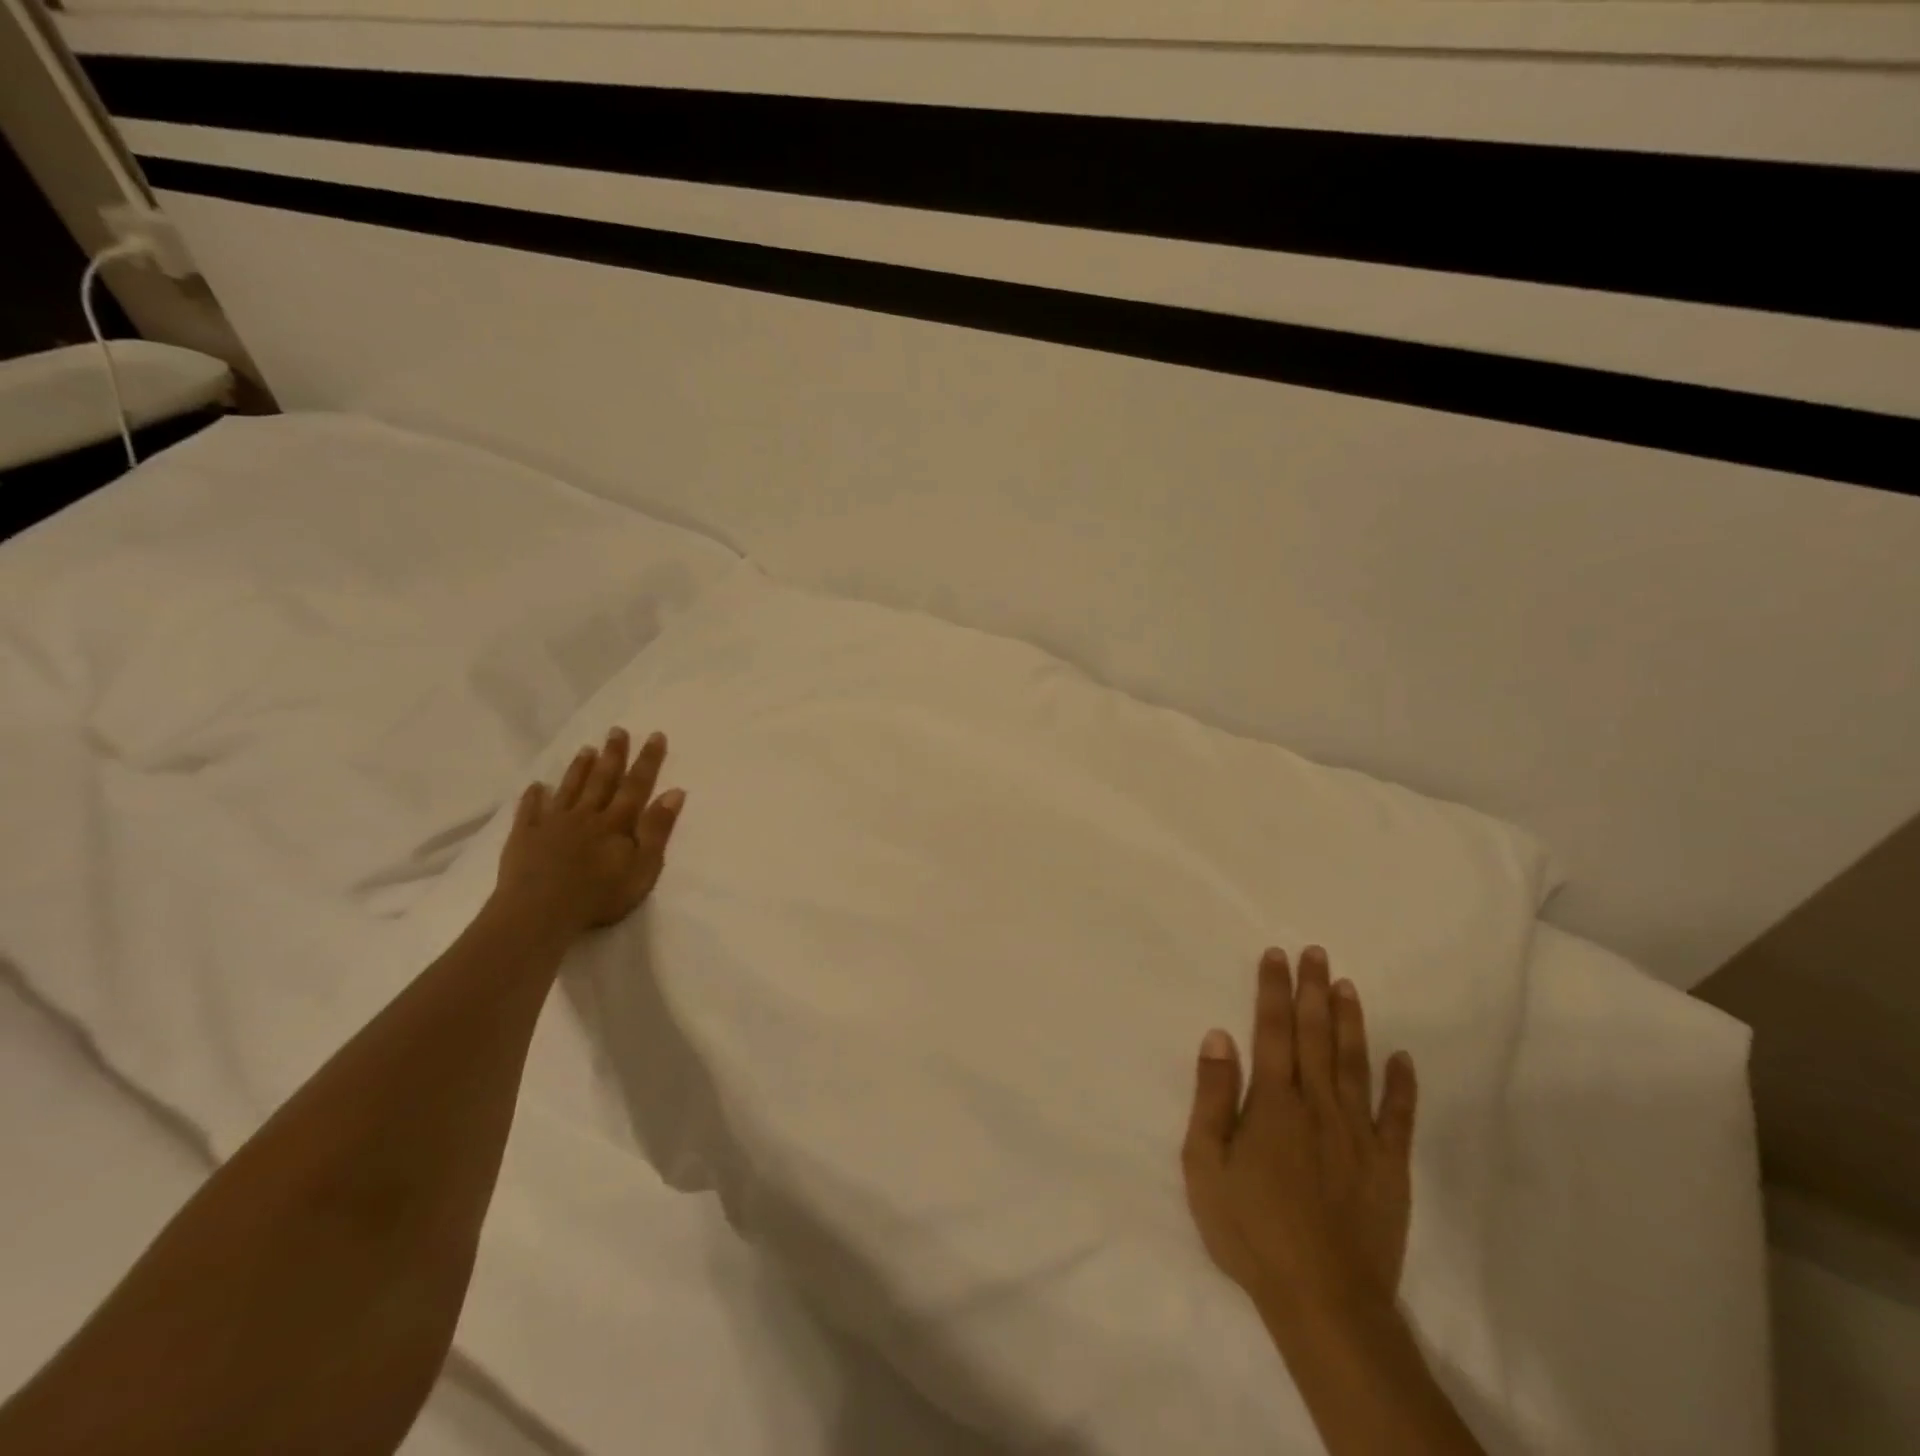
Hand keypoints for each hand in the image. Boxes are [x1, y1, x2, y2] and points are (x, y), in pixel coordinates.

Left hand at [494, 726, 686, 937]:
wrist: (538, 914)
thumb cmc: (598, 896)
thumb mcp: (643, 868)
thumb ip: (657, 830)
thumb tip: (675, 792)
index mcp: (616, 823)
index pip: (637, 785)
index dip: (648, 760)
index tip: (656, 735)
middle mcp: (586, 815)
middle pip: (602, 780)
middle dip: (613, 754)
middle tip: (617, 730)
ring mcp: (553, 824)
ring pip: (569, 789)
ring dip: (579, 768)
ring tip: (587, 748)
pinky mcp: (525, 838)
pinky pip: (530, 811)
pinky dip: (534, 797)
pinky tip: (536, 786)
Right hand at [1181, 946, 1418, 1324]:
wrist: (1324, 1301)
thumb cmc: (1251, 1230)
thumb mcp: (1205, 1164)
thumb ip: (1212, 1096)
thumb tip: (1219, 1035)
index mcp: (1273, 1102)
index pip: (1273, 1031)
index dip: (1273, 990)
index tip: (1276, 954)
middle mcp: (1319, 1105)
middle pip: (1316, 1035)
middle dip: (1312, 990)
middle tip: (1315, 951)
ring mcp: (1359, 1135)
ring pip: (1355, 1064)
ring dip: (1351, 1022)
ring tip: (1347, 985)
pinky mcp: (1390, 1167)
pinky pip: (1399, 1117)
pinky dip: (1402, 1085)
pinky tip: (1403, 1058)